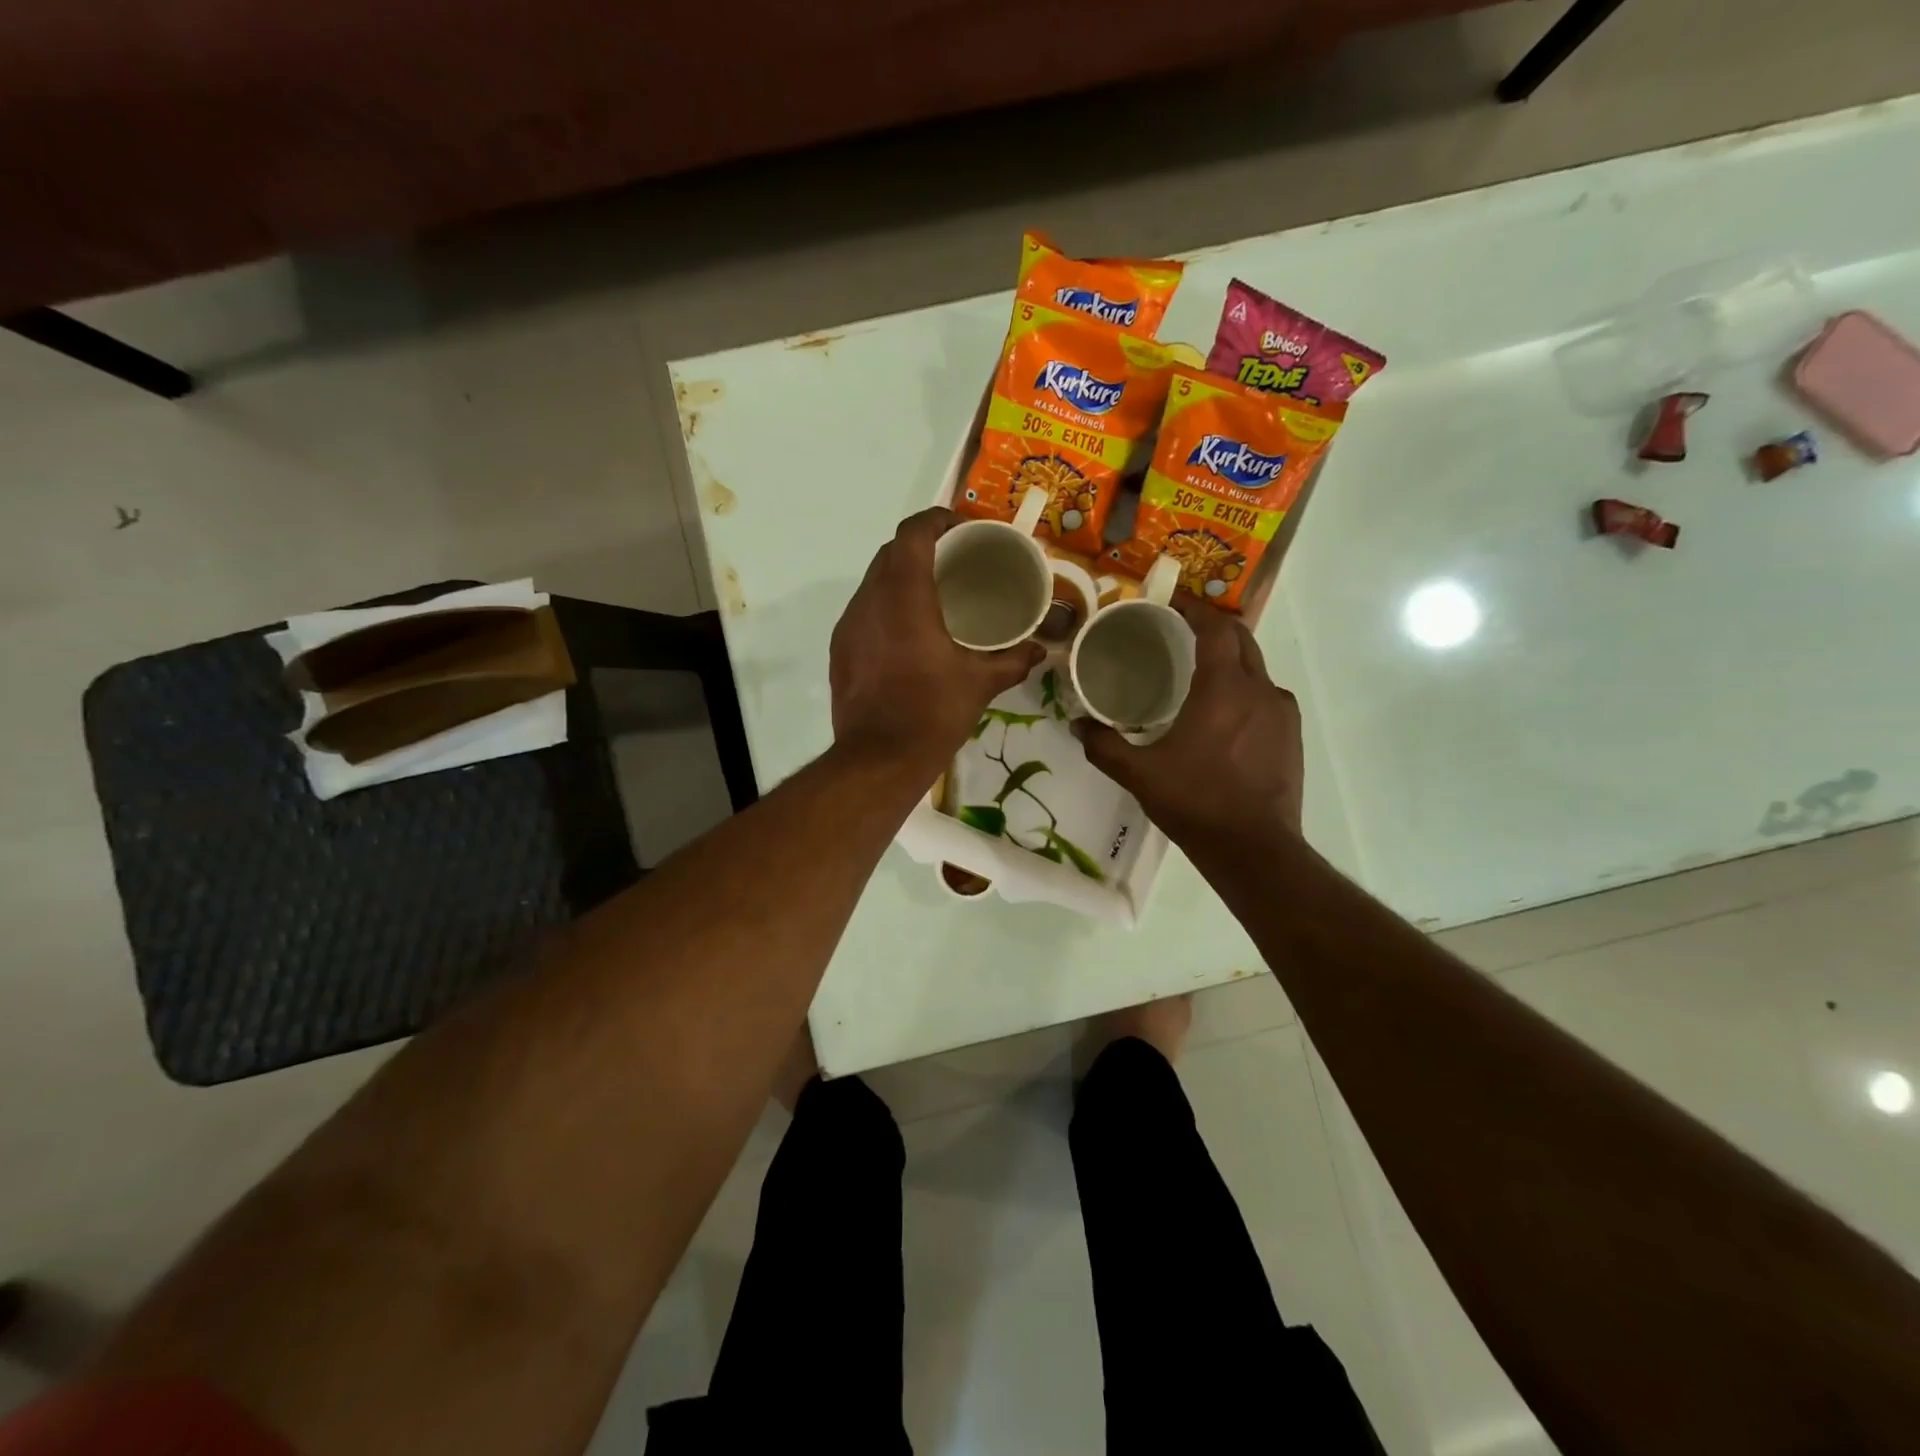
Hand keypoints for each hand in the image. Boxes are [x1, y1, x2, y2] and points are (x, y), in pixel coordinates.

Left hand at [830, 508, 1044, 768]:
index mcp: (904, 596)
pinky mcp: (840, 649)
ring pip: (873, 581)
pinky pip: (864, 610)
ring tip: (934, 594)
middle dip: (922, 547)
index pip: (913, 533)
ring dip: (902, 576)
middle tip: (956, 561)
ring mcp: (849, 625)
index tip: (963, 529)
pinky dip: (886, 605)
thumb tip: (1040, 650)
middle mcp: (869, 600)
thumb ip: (1013, 660)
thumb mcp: (980, 684)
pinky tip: (909, 631)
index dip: (937, 519)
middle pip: (891, 552)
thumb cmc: (931, 713)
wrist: (877, 760)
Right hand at [1074, 596, 1303, 850]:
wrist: (1254, 848)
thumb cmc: (1195, 803)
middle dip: (1213, 627)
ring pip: (1256, 668)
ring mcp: (1281, 712)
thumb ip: (1103, 745)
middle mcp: (1259, 689)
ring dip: (1231, 659)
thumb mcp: (1139, 774)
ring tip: (1200, 673)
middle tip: (1181, 630)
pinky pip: (1267, 696)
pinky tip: (1225, 713)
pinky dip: (1245, 689)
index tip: (1171, 602)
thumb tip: (1076, 724)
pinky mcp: (1291, 735)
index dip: (1194, 609)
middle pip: (1241, 639)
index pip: (1215, 628)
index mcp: (1223, 688)